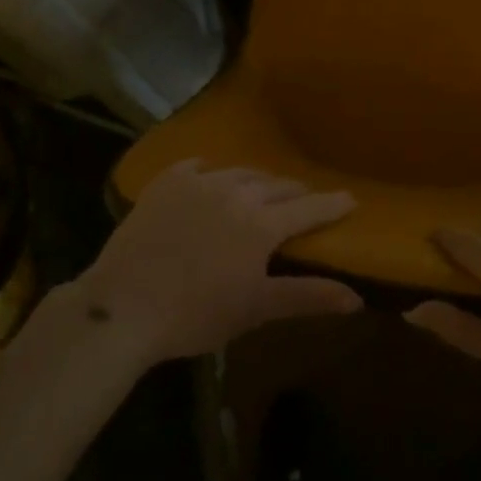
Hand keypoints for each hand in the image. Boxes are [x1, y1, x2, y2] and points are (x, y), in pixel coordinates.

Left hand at [82, 160, 360, 362]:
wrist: (123, 306)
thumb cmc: (196, 314)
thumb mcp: (255, 309)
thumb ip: (307, 297)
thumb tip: (356, 298)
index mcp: (262, 224)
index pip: (308, 208)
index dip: (331, 204)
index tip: (350, 199)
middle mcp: (237, 192)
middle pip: (277, 185)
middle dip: (295, 193)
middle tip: (303, 201)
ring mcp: (200, 181)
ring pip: (241, 172)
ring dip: (258, 182)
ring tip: (261, 192)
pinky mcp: (168, 181)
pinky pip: (199, 166)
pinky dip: (213, 172)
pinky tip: (211, 178)